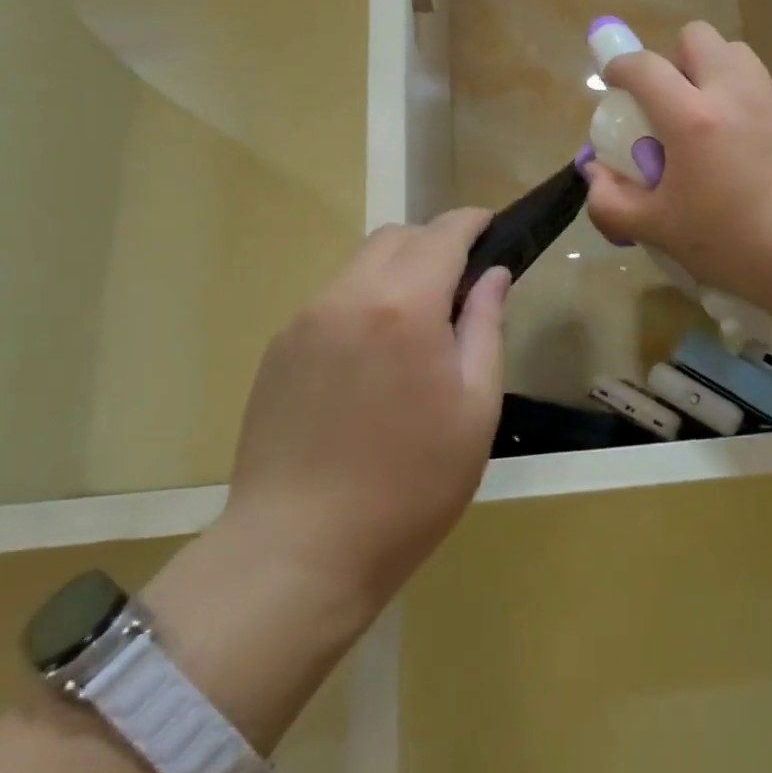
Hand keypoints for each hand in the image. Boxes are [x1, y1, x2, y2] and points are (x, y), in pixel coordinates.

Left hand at [221, 210, 508, 612]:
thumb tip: (492, 275)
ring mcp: (305, 320)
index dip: (471, 221)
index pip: (442, 234)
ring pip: (360, 264)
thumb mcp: (476, 408)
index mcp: (403, 307)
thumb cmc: (411, 485)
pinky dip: (365, 301)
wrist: (300, 551)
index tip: (490, 225)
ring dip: (397, 271)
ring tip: (418, 323)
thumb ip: (486, 327)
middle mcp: (348, 296)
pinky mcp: (279, 349)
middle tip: (461, 282)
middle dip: (434, 242)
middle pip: (396, 237)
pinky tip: (374, 356)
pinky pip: (333, 300)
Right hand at [585, 21, 771, 314]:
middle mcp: (731, 93)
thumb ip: (612, 200)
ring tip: (699, 114)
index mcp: (692, 117)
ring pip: (732, 51)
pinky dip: (734, 91)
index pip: (644, 67)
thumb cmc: (729, 242)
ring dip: (708, 69)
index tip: (612, 81)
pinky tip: (731, 138)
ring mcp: (767, 100)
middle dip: (672, 58)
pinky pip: (755, 81)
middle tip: (665, 101)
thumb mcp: (657, 228)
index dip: (619, 67)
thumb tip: (595, 174)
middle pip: (696, 37)